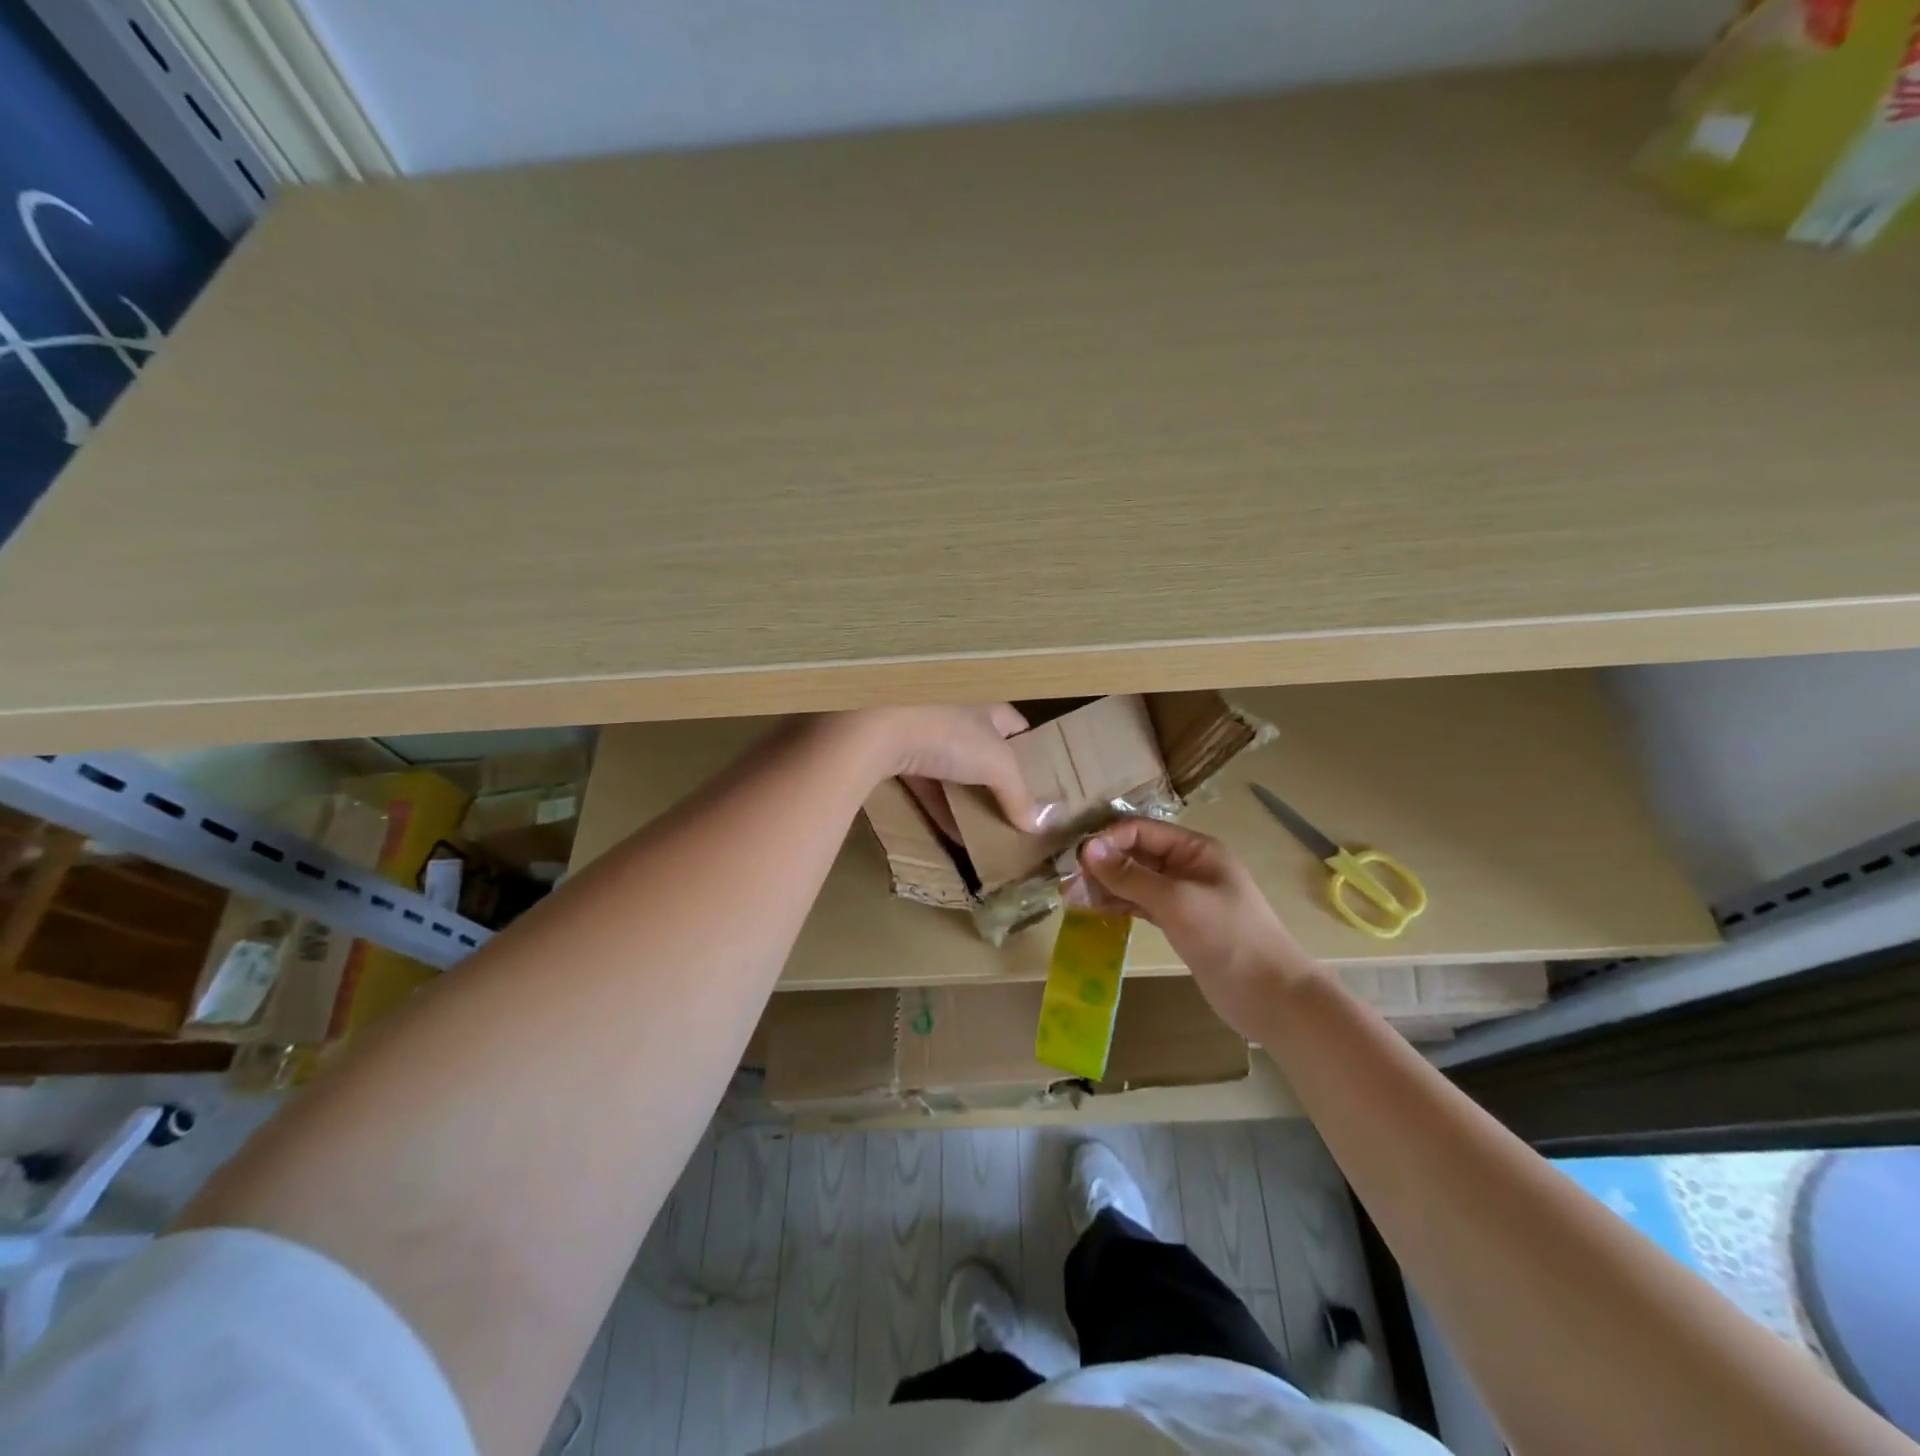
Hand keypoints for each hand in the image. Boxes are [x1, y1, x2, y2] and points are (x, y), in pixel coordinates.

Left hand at [839, 704, 1039, 837]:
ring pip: (952, 769)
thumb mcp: (997, 765)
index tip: (1040, 785)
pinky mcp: (895, 752)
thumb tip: (1036, 824)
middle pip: (983, 751)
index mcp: (986, 704)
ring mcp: (923, 732)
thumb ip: (1018, 794)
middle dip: (996, 782)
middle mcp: (955, 713)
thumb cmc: (949, 733)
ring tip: (986, 831)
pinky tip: (952, 834)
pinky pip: (924, 784)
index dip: (1030, 754)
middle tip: (1013, 814)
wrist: (877, 727)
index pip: (1016, 728)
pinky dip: (938, 806)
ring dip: (966, 798)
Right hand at [1076, 818, 1317, 1038]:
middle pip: (1135, 854)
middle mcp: (1187, 866)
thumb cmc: (1229, 939)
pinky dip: (1118, 905)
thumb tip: (1087, 848)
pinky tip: (1093, 911)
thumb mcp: (1177, 902)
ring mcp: (1183, 896)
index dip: (1108, 841)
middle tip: (1067, 883)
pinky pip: (1140, 904)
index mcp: (1195, 849)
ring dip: (1105, 886)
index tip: (1076, 860)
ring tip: (1072, 899)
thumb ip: (1131, 875)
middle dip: (1102, 864)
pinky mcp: (1178, 923)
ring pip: (1134, 880)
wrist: (1272, 998)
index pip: (1141, 831)